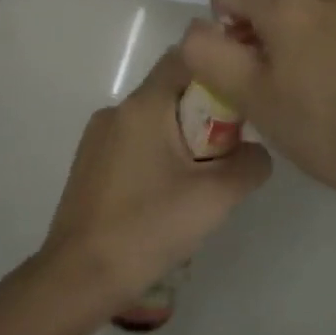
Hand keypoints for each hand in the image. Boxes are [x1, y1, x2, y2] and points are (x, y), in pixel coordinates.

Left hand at [28, 46, 271, 320]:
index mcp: (143, 106)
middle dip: (206, 114)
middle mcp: (116, 111)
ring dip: (182, 139)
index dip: (220, 69)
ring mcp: (98, 138)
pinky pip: (134, 144)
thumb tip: (256, 151)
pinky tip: (166, 198)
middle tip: (228, 154)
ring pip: (154, 121)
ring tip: (199, 183)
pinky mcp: (90, 164)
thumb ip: (250, 164)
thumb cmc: (148, 229)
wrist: (79, 277)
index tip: (245, 98)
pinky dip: (158, 156)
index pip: (186, 57)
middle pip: (172, 91)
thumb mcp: (215, 199)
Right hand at [179, 0, 335, 215]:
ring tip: (307, 101)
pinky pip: (332, 34)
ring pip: (300, 22)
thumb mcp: (253, 98)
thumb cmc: (327, 129)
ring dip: (289, 51)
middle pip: (265, 5)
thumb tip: (196, 29)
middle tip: (269, 95)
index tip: (238, 68)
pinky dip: (322, 56)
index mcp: (286, 4)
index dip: (218, 24)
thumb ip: (209, 55)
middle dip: (255, 42)